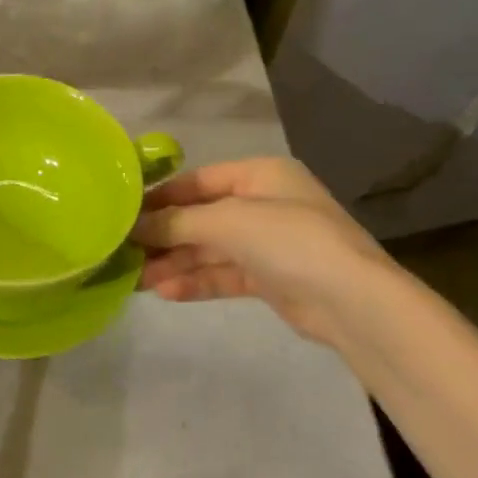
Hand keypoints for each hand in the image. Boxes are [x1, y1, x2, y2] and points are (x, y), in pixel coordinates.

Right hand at [132, 157, 397, 344]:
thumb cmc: (289, 240)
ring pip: (210, 248)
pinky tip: (165, 292)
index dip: (161, 196)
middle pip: (202, 216)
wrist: (353, 302)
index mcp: (260, 175)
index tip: (125, 213)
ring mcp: (268, 243)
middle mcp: (264, 203)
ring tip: (136, 279)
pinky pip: (224, 274)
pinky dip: (196, 281)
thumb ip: (177, 222)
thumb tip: (133, 225)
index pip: (198, 181)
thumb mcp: (227, 221)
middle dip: (165, 235)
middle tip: (124, 250)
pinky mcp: (270, 279)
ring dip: (175, 262)